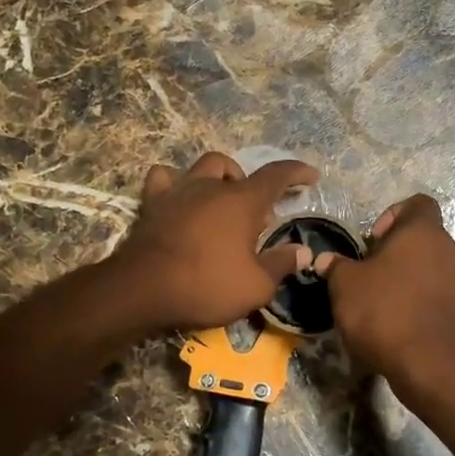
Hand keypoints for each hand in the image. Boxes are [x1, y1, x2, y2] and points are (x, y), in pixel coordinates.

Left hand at [109, 153, 317, 331]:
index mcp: (242, 202)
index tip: (311, 176)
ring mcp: (178, 191)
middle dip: (252, 187)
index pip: (277, 175)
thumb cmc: (207, 286)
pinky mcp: (152, 204)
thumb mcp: (256, 286)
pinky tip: (181, 198)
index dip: (297, 172)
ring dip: (219, 177)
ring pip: (204, 166)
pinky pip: (164, 179)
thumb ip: (281, 264)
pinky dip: (176, 183)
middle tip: (257, 217)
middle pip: (238, 170)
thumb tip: (302, 252)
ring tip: (223, 201)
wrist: (143, 290)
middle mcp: (211, 187)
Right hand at [316, 194, 454, 390]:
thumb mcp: (345, 285)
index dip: (391, 214)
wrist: (427, 364)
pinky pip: (433, 288)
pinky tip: (392, 317)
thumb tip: (326, 260)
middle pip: (420, 235)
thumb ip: (336, 266)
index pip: (417, 202)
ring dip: (403, 273)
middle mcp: (447, 248)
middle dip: (393, 248)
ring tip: (376, 296)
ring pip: (427, 263)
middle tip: (367, 270)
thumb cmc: (384, 311)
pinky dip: (414, 295)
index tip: (371, 241)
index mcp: (423, 231)